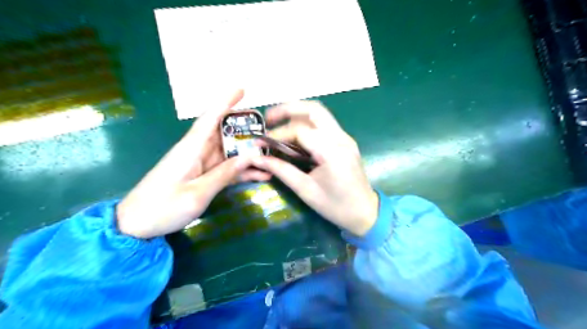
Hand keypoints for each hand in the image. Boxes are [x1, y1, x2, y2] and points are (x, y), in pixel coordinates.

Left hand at [117, 90, 272, 238]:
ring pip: (228, 152)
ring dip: (248, 154)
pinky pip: (225, 168)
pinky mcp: (202, 175)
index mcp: (191, 149)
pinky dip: (241, 171)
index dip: (225, 102)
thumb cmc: (162, 207)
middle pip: (224, 133)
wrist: (136, 225)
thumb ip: (225, 174)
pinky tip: (260, 175)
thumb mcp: (197, 193)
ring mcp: (199, 164)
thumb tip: (250, 156)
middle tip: (268, 131)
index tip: (242, 90)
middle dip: (245, 129)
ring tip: (271, 155)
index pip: (210, 118)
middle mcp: (196, 151)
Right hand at [255, 100, 378, 236]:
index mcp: (332, 152)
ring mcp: (345, 138)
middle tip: (269, 118)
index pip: (300, 131)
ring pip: (320, 114)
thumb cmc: (336, 206)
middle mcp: (341, 139)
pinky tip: (294, 134)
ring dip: (297, 114)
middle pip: (314, 110)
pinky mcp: (345, 141)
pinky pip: (324, 124)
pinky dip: (306, 123)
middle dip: (288, 109)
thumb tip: (258, 158)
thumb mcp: (306, 190)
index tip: (261, 144)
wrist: (365, 212)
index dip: (278, 135)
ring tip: (277, 122)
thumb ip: (282, 171)